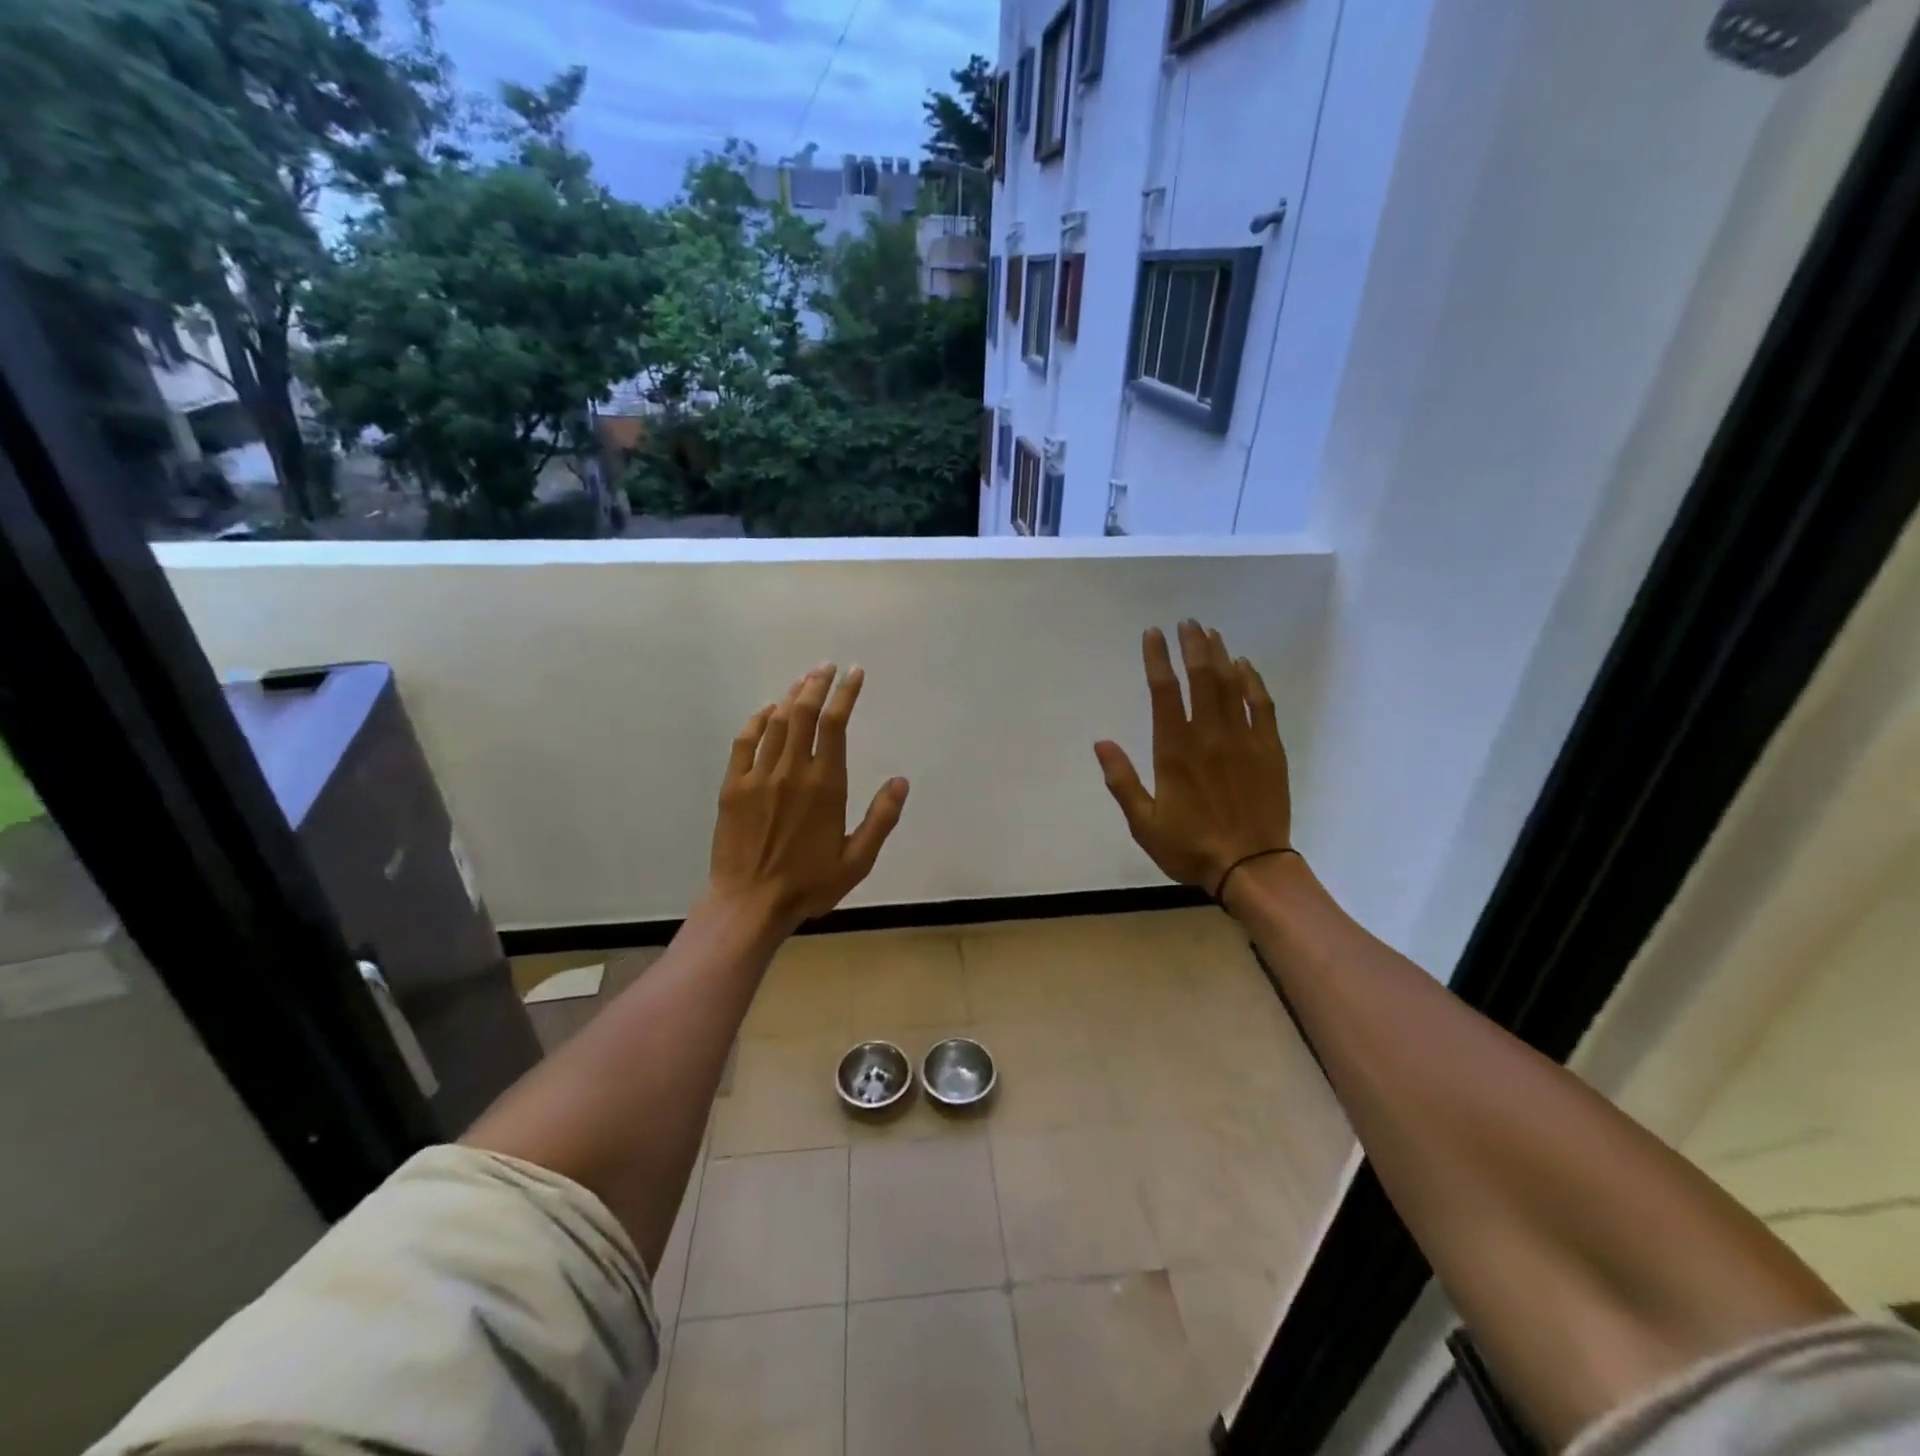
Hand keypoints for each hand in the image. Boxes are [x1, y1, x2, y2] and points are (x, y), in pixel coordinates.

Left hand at [709, 663, 909, 931]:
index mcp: (825, 785)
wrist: (750, 903)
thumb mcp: (858, 860)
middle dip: (817, 684)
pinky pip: (745, 742)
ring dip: (791, 696)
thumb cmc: (809, 884)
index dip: (845, 693)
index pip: (835, 725)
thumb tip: (900, 781)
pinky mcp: (733, 786)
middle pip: (804, 713)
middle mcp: (791, 771)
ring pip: (776, 722)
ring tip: (804, 681)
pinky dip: (757, 720)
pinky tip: (767, 711)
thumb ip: (881, 819)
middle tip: (826, 667)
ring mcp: (758, 776)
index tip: (853, 673)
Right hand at [1094, 621, 1291, 898]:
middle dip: (1192, 645)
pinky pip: (1261, 706)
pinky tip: (1246, 667)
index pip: (1164, 692)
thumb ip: (1122, 780)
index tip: (1153, 635)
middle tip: (1186, 623)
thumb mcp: (1143, 823)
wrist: (1251, 867)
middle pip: (1202, 678)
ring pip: (1231, 685)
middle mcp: (1209, 736)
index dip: (1157, 659)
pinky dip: (1253, 682)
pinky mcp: (1269, 750)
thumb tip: (1101, 743)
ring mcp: (1243, 740)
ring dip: (1220, 656)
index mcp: (1175, 751)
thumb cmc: (1190, 847)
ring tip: (1211, 634)